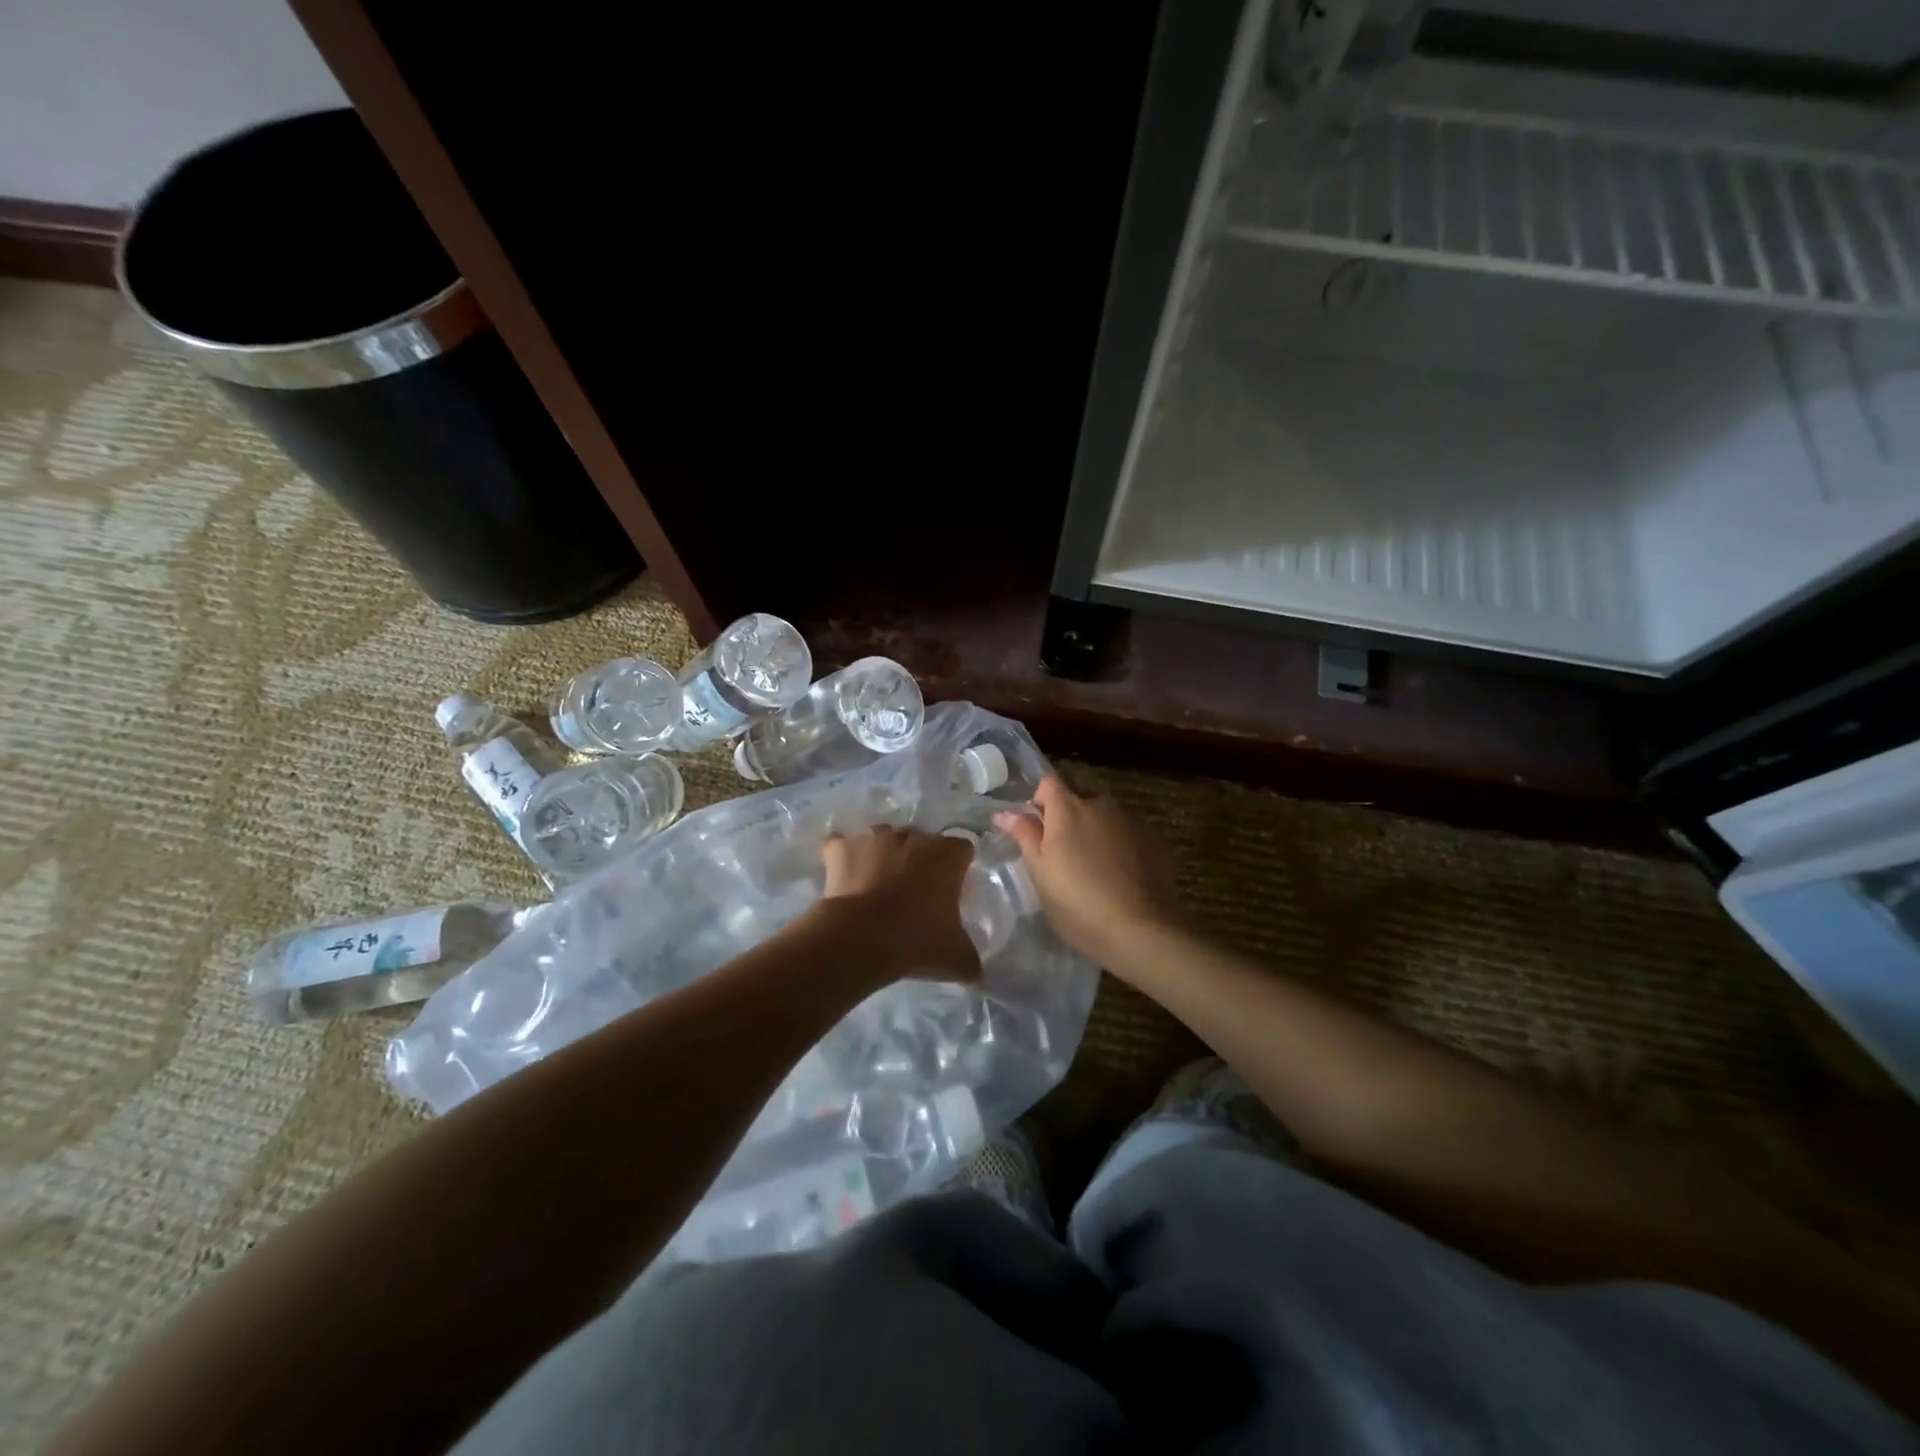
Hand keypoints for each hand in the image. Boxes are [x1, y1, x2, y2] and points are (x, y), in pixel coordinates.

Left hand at [819, 826, 980, 984]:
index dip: (957, 869)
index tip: (950, 892)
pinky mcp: (840, 847)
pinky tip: (842, 876)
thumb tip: (975, 972)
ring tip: (876, 886)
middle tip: (913, 895)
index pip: (962, 849)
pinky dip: (842, 856)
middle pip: (920, 842)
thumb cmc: (916, 939)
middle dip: (918, 861)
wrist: (860, 938)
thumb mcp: (955, 958)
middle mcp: (912, 836)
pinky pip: (841, 845)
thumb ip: (969, 959)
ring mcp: (873, 837)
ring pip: (882, 839)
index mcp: (946, 855)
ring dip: (882, 856)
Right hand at [994, 775, 1179, 963]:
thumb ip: (1024, 835)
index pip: (1049, 782)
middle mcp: (1102, 805)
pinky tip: (1120, 878)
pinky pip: (1128, 834)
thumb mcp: (1041, 873)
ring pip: (1106, 817)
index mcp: (1069, 809)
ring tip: (1094, 869)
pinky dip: (1120, 846)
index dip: (1040, 800)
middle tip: (1062, 855)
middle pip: (1079, 798)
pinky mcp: (1156, 841)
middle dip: (1068, 818)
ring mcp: (1132, 821)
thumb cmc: (1078, 903)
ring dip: (1095, 832)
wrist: (1141, 930)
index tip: (1037, 828)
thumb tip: (1004, 813)